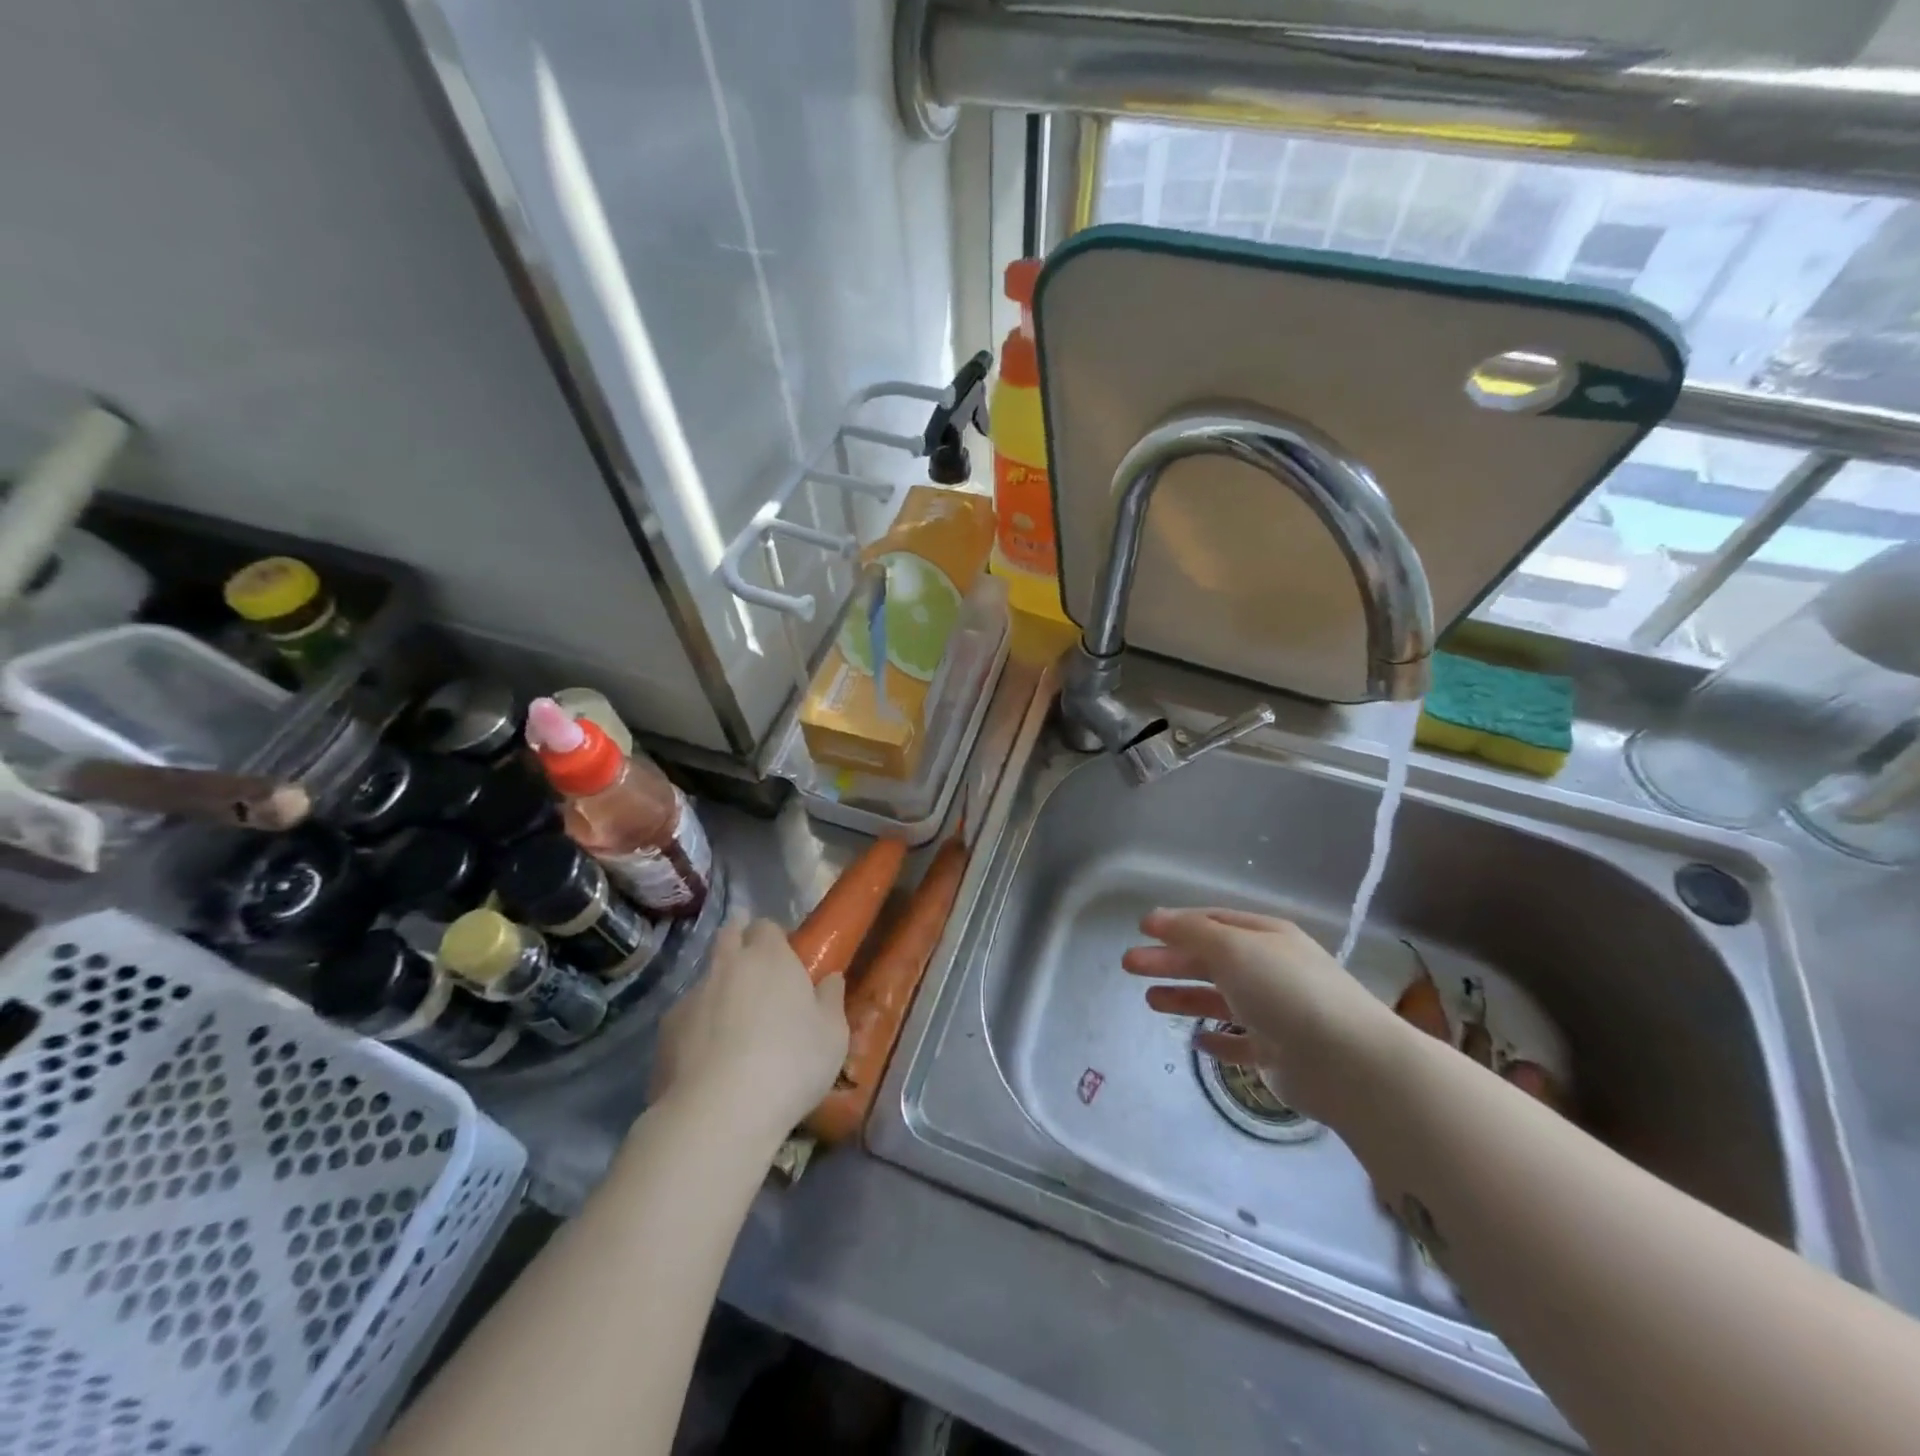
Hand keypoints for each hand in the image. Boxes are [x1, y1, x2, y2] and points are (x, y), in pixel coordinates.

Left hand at [652, 917, 848, 1145]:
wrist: (719, 1112)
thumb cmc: (790, 1063)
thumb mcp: (833, 1035)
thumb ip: (832, 1000)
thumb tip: (831, 978)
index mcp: (770, 957)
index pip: (767, 926)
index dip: (774, 938)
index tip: (785, 958)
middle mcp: (728, 965)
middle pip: (728, 936)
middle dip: (739, 942)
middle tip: (755, 973)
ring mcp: (692, 996)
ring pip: (707, 978)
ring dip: (719, 988)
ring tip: (732, 1024)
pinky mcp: (666, 1030)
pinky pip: (687, 1016)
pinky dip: (697, 1026)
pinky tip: (708, 1056)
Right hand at [1123, 907, 1401, 1122]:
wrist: (1348, 1062)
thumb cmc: (1285, 990)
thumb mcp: (1232, 947)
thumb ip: (1190, 931)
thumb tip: (1154, 917)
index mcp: (1265, 937)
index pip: (1213, 922)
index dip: (1176, 923)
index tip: (1141, 929)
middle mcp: (1270, 970)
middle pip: (1210, 960)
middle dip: (1169, 960)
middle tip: (1128, 965)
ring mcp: (1275, 1013)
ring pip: (1220, 1000)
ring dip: (1184, 996)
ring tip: (1149, 1002)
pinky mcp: (1278, 1055)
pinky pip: (1240, 1043)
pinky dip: (1217, 1040)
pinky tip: (1195, 1041)